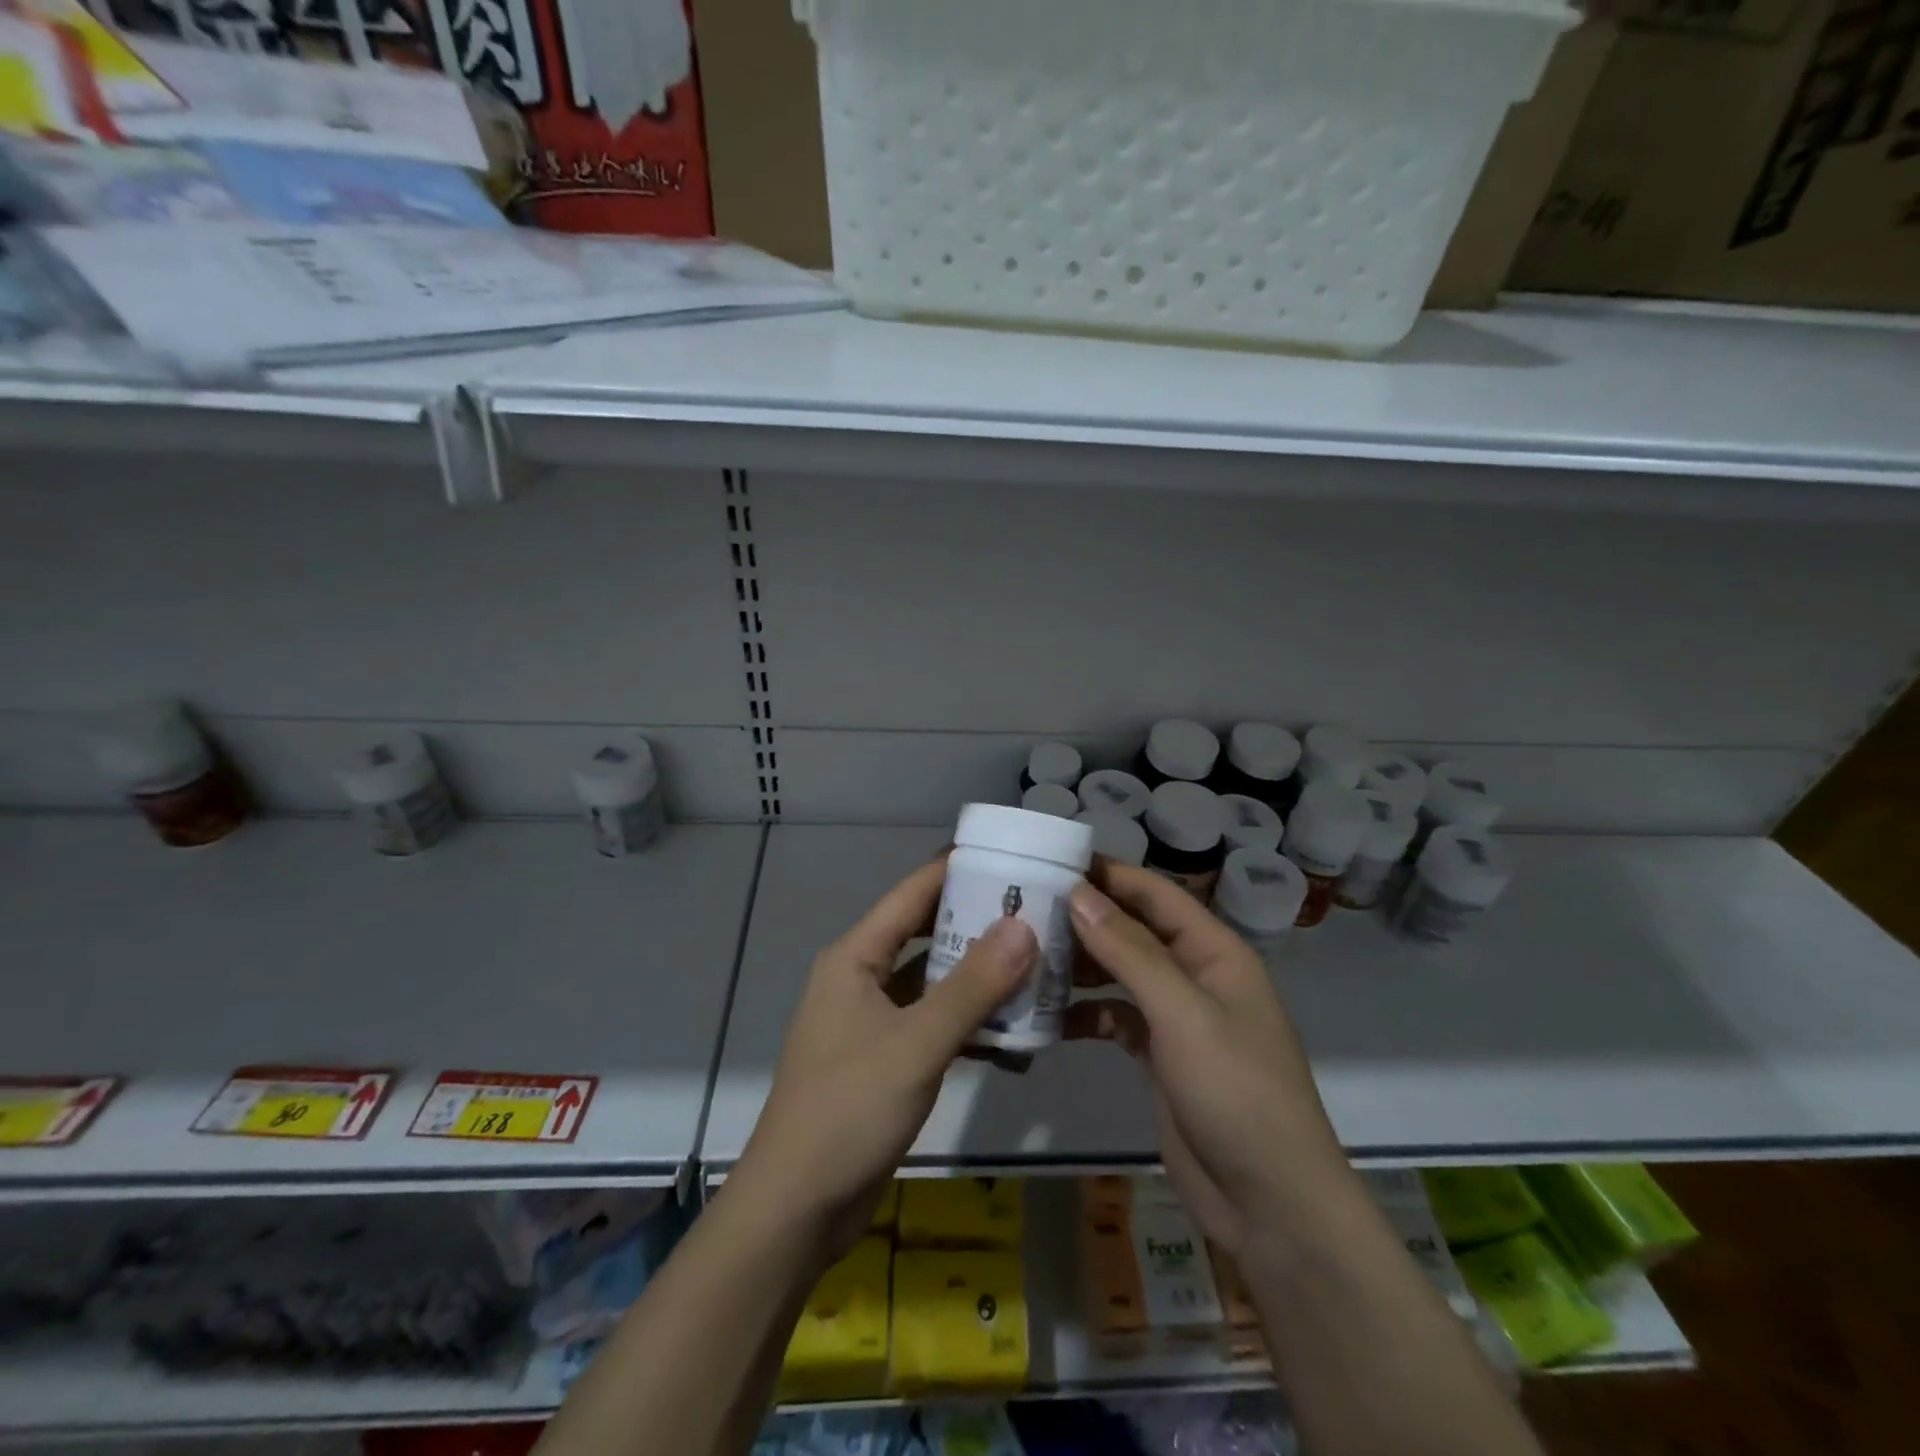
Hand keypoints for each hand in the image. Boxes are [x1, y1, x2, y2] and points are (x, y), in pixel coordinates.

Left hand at [729, 859, 1036, 1264]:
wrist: (796, 1208)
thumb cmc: (849, 1110)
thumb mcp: (917, 1044)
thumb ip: (973, 986)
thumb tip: (1024, 925)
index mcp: (855, 957)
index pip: (912, 894)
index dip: (956, 869)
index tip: (1009, 855)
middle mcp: (860, 978)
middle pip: (926, 934)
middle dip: (977, 924)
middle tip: (1037, 911)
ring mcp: (872, 1020)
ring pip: (933, 982)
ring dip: (979, 979)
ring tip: (1038, 968)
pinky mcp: (884, 1059)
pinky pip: (933, 1025)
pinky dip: (969, 1026)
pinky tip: (1014, 1039)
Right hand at [1065, 863, 1353, 1259]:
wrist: (1271, 1204)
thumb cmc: (1234, 1091)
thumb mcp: (1181, 1012)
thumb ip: (1129, 950)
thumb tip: (1078, 893)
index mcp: (1215, 952)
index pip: (1157, 894)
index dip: (1109, 874)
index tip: (1053, 861)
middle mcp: (1197, 976)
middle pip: (1136, 931)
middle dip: (1087, 920)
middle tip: (1025, 910)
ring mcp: (1179, 1019)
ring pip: (1122, 975)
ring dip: (1082, 966)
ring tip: (1028, 958)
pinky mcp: (1162, 1058)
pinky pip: (1118, 1019)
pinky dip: (1088, 1015)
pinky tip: (1051, 1018)